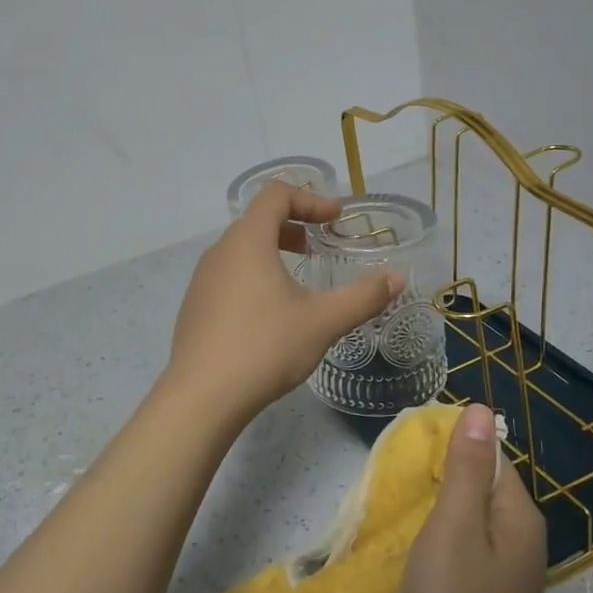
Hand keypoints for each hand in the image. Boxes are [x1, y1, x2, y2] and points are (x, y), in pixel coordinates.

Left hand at [162, 179, 402, 427]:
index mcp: (247, 241)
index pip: (276, 194)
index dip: (310, 198)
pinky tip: (268, 314)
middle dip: (293, 225)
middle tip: (319, 246)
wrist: (202, 397)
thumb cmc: (265, 348)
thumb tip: (397, 278)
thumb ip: (363, 296)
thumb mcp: (322, 322)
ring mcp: (201, 280)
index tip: (336, 218)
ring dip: (272, 251)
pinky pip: (227, 276)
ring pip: (240, 250)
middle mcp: (219, 252)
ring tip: (297, 280)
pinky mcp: (195, 307)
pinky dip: (253, 276)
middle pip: (257, 220)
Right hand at [404, 404, 547, 592]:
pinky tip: (420, 546)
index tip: (413, 453)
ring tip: (405, 508)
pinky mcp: (491, 592)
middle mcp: (523, 537)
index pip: (492, 456)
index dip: (454, 448)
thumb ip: (464, 469)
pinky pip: (469, 543)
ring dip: (442, 506)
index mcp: (519, 515)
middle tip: (402, 479)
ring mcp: (509, 568)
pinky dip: (444, 535)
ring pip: (473, 515)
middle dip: (446, 476)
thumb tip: (479, 409)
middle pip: (484, 484)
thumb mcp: (452, 527)